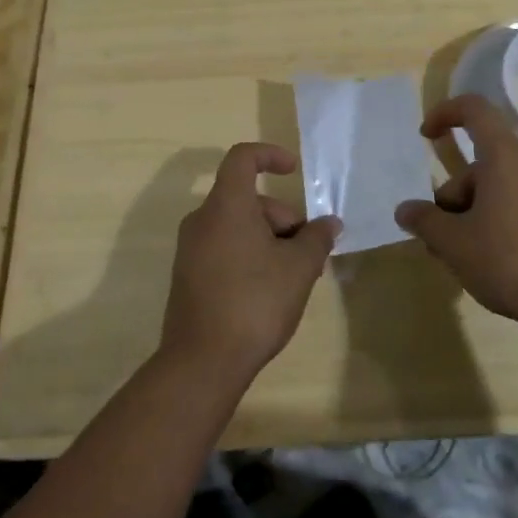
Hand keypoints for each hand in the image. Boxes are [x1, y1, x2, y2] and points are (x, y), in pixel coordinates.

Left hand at [160, 143, 339, 384]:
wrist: (203, 362)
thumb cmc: (255, 302)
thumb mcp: (299, 268)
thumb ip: (317, 237)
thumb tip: (329, 223)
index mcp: (226, 206)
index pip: (242, 158)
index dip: (269, 155)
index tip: (293, 170)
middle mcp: (202, 219)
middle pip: (246, 199)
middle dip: (281, 217)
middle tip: (307, 251)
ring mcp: (191, 249)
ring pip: (237, 225)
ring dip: (269, 239)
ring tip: (294, 276)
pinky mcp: (188, 275)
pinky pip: (224, 247)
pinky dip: (249, 254)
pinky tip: (269, 290)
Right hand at [394, 94, 517, 327]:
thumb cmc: (510, 260)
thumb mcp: (455, 243)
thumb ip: (425, 221)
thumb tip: (405, 210)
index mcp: (505, 156)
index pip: (474, 110)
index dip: (445, 113)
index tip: (425, 136)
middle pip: (479, 164)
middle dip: (452, 196)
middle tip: (437, 237)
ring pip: (496, 187)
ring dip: (471, 213)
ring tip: (459, 256)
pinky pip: (517, 204)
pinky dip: (495, 221)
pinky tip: (488, 259)